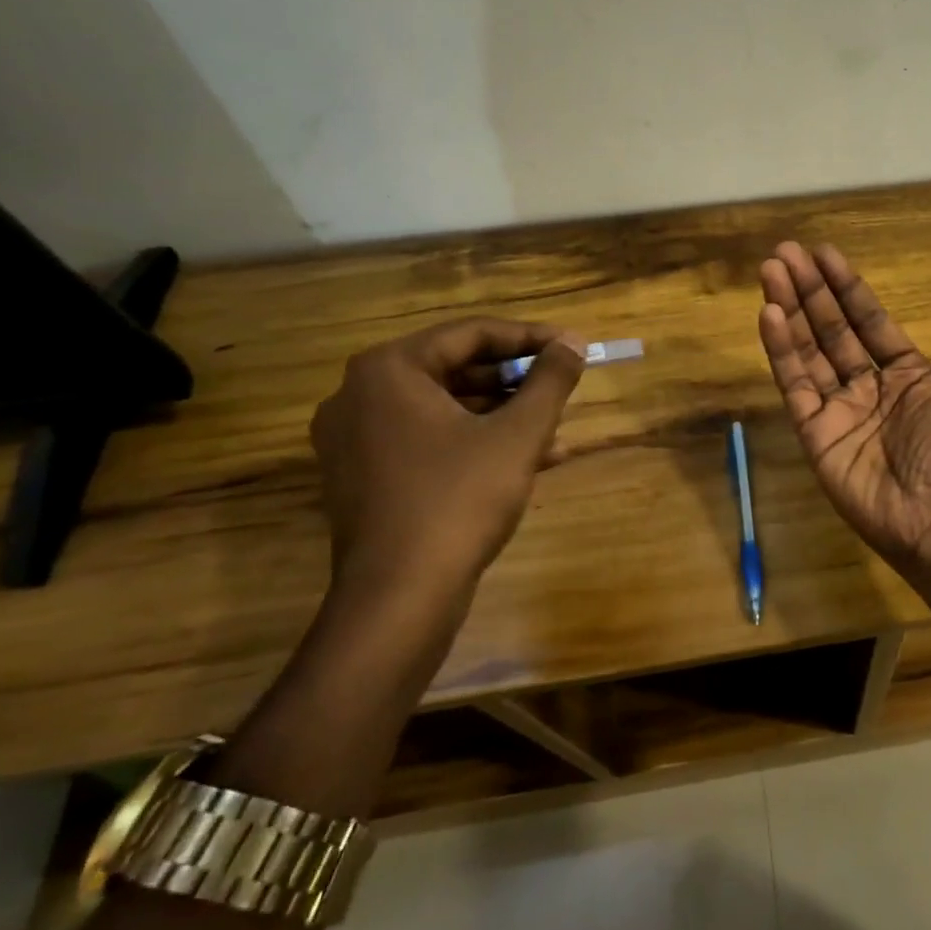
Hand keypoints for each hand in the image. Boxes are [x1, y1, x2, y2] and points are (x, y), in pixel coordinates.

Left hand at [310, 319, 587, 604]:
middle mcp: (360, 395)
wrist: (400, 596)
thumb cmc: (459, 499)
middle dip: (517, 380)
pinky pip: (430, 441)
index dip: (530, 338)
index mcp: (389, 371)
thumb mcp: (518, 435)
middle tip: (563, 388)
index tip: (574, 348)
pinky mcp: (365, 478)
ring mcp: (356, 440)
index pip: (470, 333)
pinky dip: (477, 442)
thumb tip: (573, 343)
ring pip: (445, 409)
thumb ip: (550, 381)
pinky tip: (531, 460)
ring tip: (556, 428)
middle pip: (455, 369)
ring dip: (503, 414)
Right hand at [758, 242, 930, 564]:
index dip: (847, 287)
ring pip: (808, 351)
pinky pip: (795, 385)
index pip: (868, 320)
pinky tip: (769, 315)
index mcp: (905, 374)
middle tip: (785, 252)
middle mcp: (867, 387)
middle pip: (831, 329)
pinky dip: (781, 351)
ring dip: (789, 310)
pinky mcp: (815, 433)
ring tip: (771, 271)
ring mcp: (838, 409)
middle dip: (809, 290)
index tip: (824, 253)